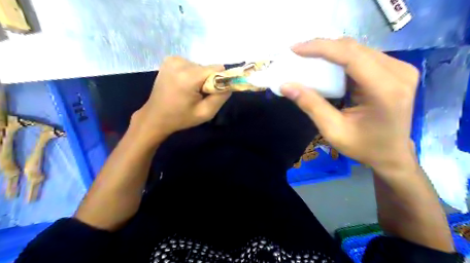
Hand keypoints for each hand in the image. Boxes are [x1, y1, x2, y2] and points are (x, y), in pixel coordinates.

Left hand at [132, 56, 230, 143]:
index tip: (211, 93)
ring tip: (188, 91)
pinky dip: (190, 74)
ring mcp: (172, 59)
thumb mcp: (206, 113)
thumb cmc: (181, 118)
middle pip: (208, 68)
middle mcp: (180, 62)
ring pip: (199, 66)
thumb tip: (230, 83)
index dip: (219, 81)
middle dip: (207, 81)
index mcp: (188, 76)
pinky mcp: (169, 60)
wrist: (155, 116)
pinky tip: (182, 85)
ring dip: (199, 78)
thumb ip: (221, 96)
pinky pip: (190, 65)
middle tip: (198, 95)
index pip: (217, 69)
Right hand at [281, 37, 420, 171]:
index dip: (321, 48)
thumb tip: (286, 86)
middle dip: (323, 48)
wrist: (391, 154)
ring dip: (331, 52)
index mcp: (385, 90)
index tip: (296, 49)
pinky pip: (362, 56)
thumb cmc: (364, 147)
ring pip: (358, 50)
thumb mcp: (333, 130)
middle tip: (298, 53)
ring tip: (308, 57)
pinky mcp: (395, 70)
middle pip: (354, 49)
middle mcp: (398, 73)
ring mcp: (400, 69)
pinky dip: (341, 58)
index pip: (351, 56)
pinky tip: (326, 64)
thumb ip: (311, 105)